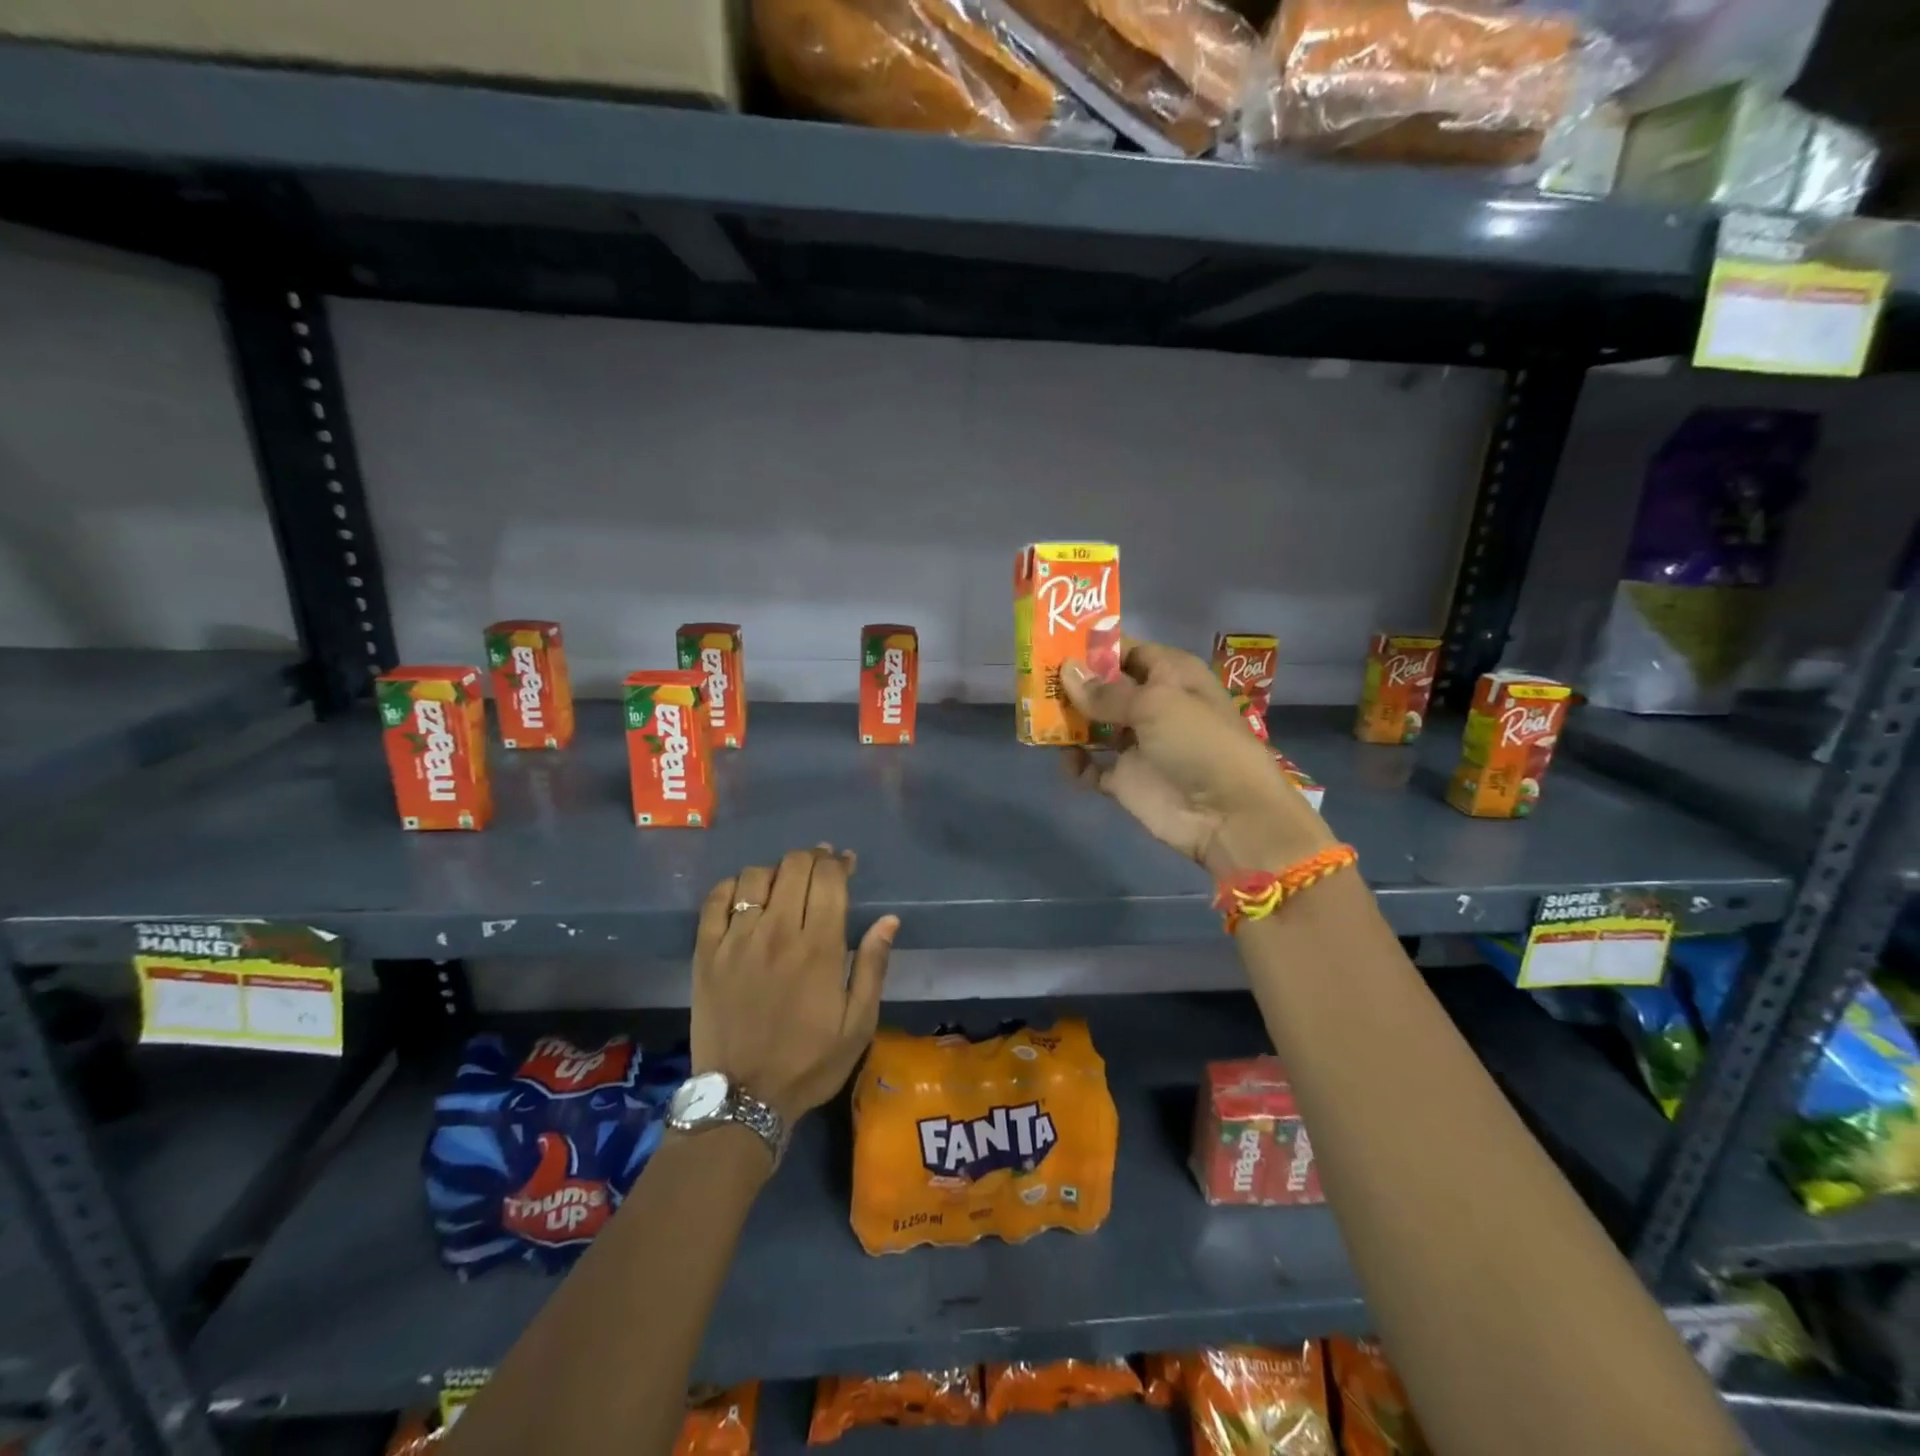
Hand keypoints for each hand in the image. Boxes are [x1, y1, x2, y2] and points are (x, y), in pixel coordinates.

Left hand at [692, 846, 896, 1126]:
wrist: (743, 1099)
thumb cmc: (809, 1062)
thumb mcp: (858, 1024)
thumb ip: (874, 966)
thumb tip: (889, 919)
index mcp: (819, 947)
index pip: (828, 878)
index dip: (839, 862)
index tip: (845, 864)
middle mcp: (777, 932)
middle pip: (793, 866)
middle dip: (812, 858)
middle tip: (819, 870)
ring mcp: (736, 940)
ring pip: (755, 876)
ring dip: (775, 872)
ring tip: (784, 886)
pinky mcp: (706, 952)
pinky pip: (715, 900)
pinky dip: (733, 887)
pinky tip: (745, 896)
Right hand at [1061, 638, 1332, 876]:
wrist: (1227, 815)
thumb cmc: (1198, 743)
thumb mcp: (1155, 704)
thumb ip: (1106, 692)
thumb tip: (1065, 671)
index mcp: (1170, 675)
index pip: (1127, 651)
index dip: (1095, 649)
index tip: (1055, 646)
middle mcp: (1153, 704)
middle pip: (1105, 687)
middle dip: (1073, 684)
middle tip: (1034, 680)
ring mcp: (1137, 743)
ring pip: (1093, 724)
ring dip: (1068, 721)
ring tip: (1037, 715)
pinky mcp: (1125, 778)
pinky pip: (1090, 765)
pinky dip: (1075, 762)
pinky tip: (1066, 758)